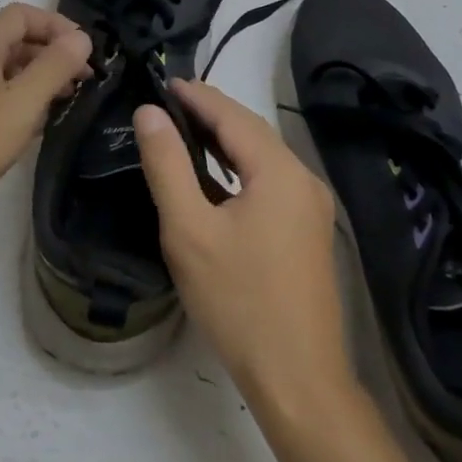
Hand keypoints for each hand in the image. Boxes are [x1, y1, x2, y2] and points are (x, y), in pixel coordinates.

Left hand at [0, 4, 92, 246]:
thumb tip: (82, 38)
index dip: (58, 25)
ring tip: (61, 107)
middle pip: (12, 41)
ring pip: (0, 72)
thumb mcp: (19, 105)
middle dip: (50, 55)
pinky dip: (13, 104)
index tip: (87, 54)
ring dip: (34, 82)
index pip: (23, 14)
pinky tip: (26, 132)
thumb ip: (54, 68)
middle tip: (82, 84)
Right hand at [135, 80, 353, 418]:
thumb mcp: (189, 231)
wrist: (299, 381)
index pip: (233, 115)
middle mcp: (303, 178)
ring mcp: (311, 206)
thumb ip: (167, 166)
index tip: (163, 81)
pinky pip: (269, 180)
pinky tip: (215, 177)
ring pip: (261, 156)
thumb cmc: (239, 303)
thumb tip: (150, 113)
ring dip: (224, 140)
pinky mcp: (308, 230)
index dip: (197, 95)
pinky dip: (239, 167)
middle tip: (168, 103)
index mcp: (280, 171)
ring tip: (183, 130)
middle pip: (251, 131)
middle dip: (210, 112)